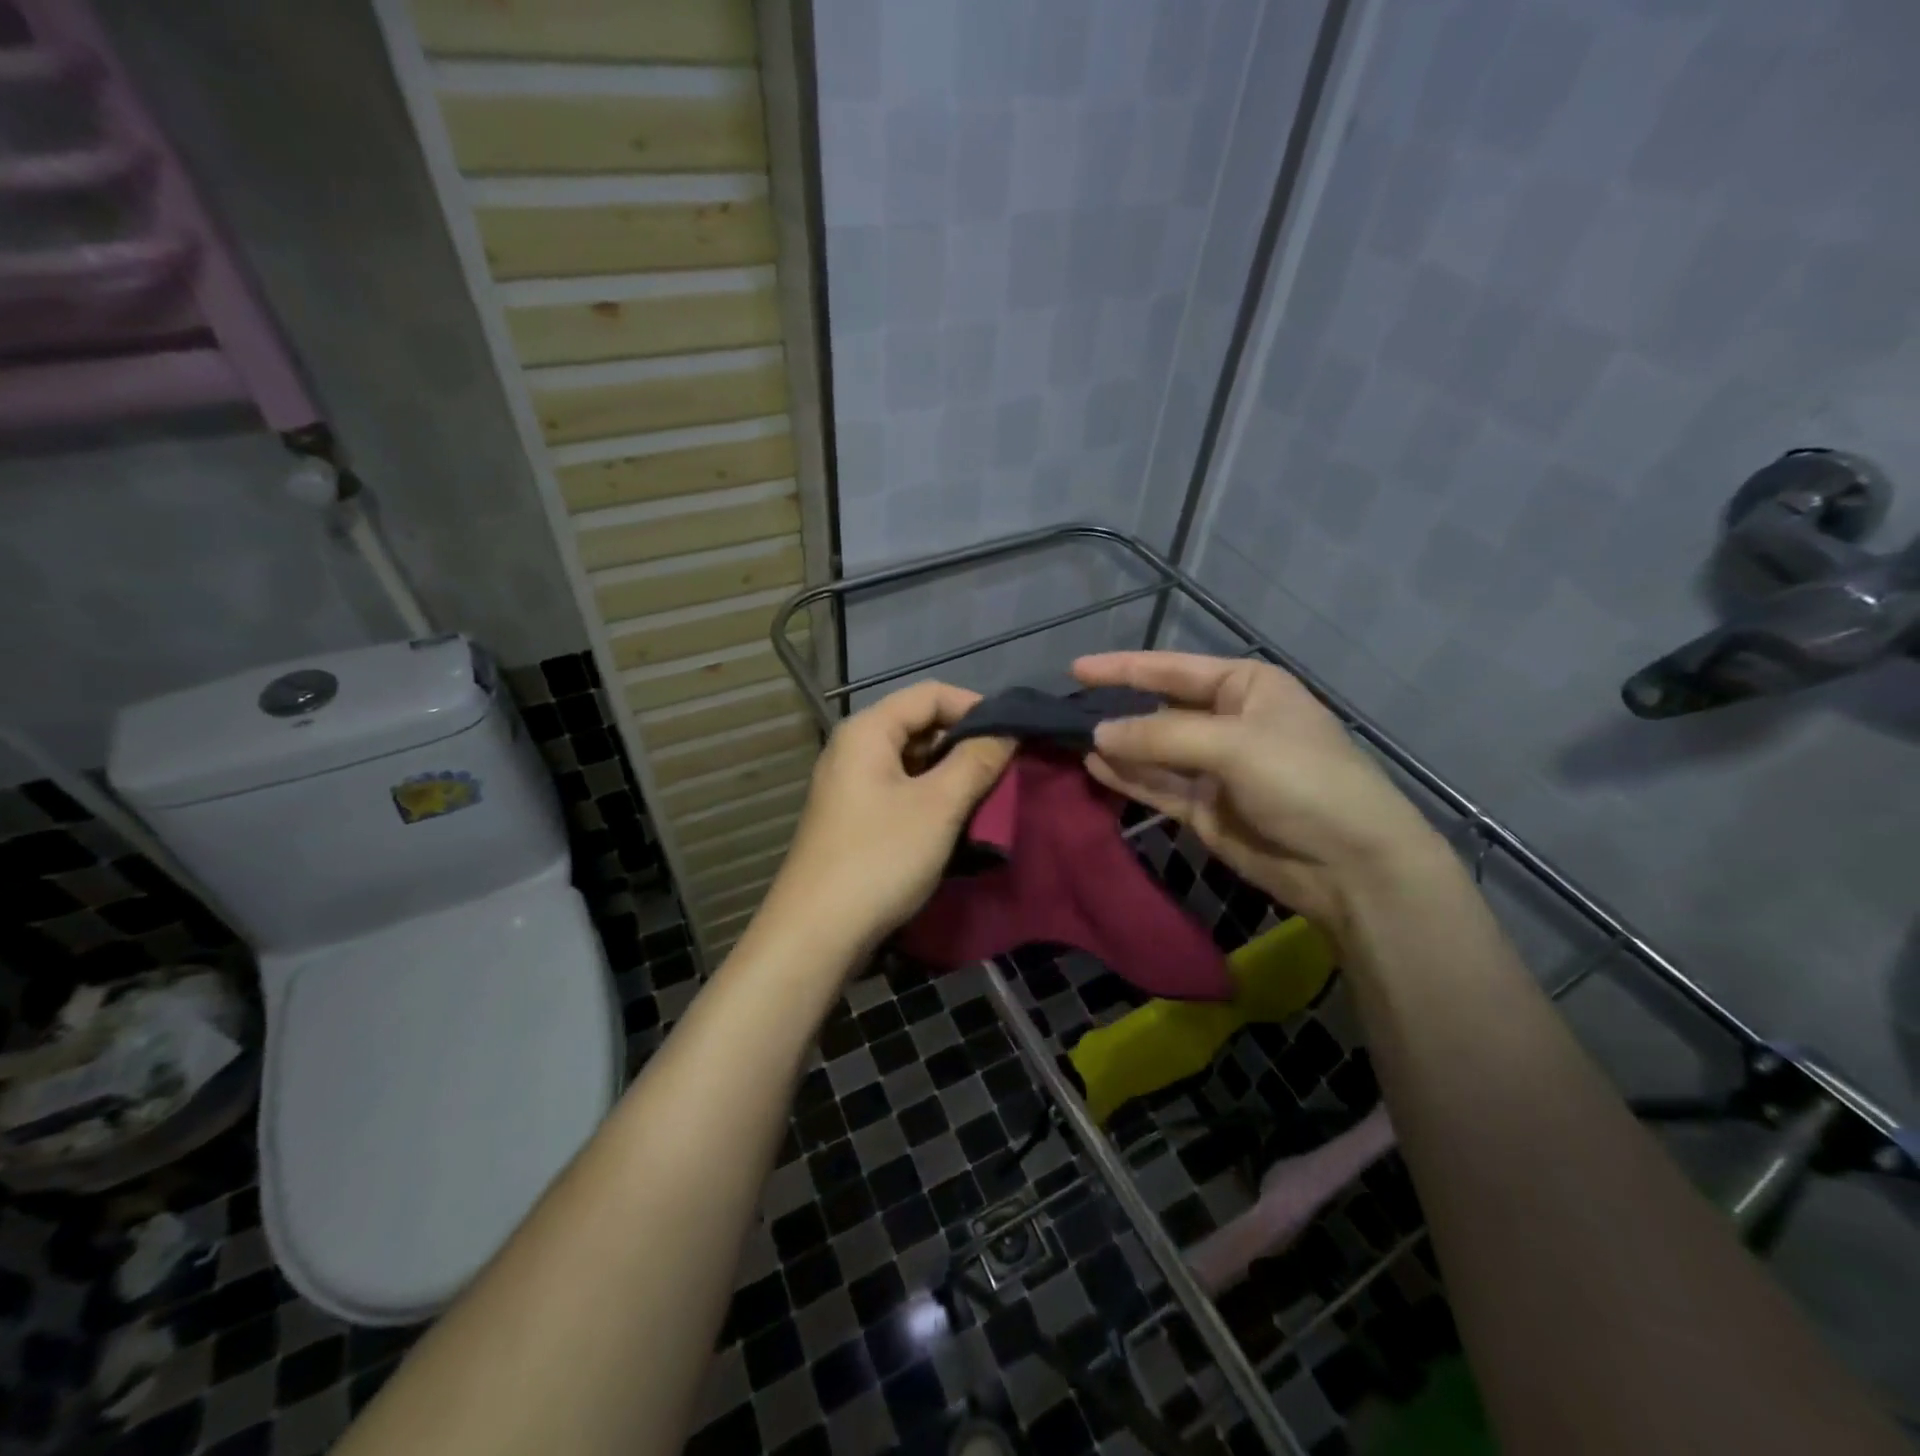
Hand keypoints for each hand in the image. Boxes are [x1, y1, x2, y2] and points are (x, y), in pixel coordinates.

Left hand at [756, 681, 1014, 963]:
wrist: (815, 934)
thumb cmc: (879, 859)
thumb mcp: (938, 807)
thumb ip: (976, 761)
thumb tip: (1008, 730)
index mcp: (868, 731)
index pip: (930, 693)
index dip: (976, 707)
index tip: (1014, 735)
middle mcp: (853, 748)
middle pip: (919, 724)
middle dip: (965, 741)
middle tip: (1006, 769)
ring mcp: (850, 784)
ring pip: (912, 760)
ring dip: (951, 772)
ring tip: (988, 796)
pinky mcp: (853, 817)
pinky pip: (900, 789)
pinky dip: (931, 796)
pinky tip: (956, 820)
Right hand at [1073, 652, 1448, 941]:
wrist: (1350, 865)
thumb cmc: (1303, 781)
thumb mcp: (1233, 745)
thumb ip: (1160, 736)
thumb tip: (1096, 735)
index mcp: (1246, 686)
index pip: (1172, 669)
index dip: (1123, 668)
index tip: (1076, 669)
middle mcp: (1227, 721)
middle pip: (1159, 709)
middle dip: (1116, 709)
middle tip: (1063, 712)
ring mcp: (1214, 767)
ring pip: (1152, 750)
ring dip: (1116, 746)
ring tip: (1068, 740)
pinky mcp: (1204, 808)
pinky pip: (1157, 785)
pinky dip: (1127, 778)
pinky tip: (1094, 767)